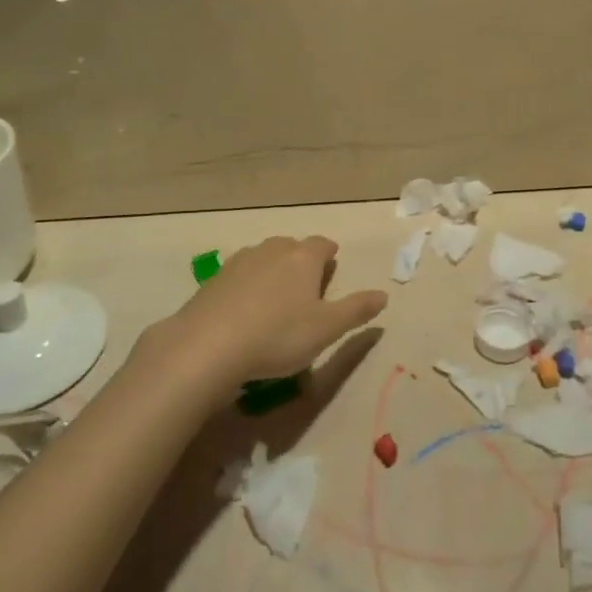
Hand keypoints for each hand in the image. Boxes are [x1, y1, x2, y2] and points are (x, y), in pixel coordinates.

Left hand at [141, 235, 387, 394]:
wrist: (207, 346)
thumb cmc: (278, 335)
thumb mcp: (327, 329)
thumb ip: (356, 310)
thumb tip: (384, 295)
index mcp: (304, 257)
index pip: (323, 245)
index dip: (330, 255)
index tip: (332, 266)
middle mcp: (272, 250)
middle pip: (292, 247)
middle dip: (301, 261)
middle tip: (306, 287)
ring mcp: (239, 262)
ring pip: (264, 258)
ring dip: (273, 272)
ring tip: (276, 299)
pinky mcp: (213, 280)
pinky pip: (239, 276)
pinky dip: (247, 287)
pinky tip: (244, 311)